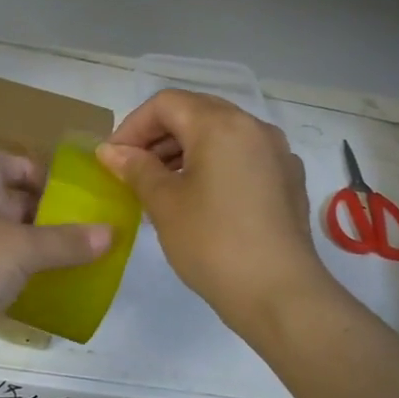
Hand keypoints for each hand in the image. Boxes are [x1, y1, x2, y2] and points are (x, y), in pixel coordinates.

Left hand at [0, 148, 111, 382]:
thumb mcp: (24, 248)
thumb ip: (67, 242)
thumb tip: (111, 233)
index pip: (4, 160)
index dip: (34, 170)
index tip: (67, 192)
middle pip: (8, 200)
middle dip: (45, 213)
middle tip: (86, 229)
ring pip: (3, 239)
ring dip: (34, 248)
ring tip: (77, 259)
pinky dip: (18, 276)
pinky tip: (46, 289)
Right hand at [98, 90, 336, 339]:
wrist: (279, 293)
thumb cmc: (213, 243)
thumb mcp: (165, 204)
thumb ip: (136, 169)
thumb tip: (110, 151)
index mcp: (221, 125)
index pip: (166, 104)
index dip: (132, 126)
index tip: (112, 159)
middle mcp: (254, 127)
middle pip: (196, 113)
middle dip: (158, 136)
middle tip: (132, 169)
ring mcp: (277, 153)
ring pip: (221, 135)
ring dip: (185, 151)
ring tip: (159, 186)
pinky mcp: (288, 180)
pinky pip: (242, 157)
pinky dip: (214, 165)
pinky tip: (199, 199)